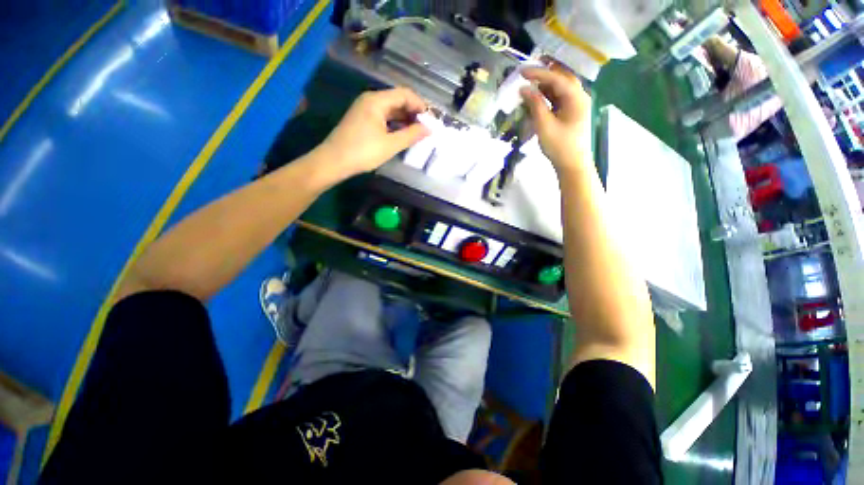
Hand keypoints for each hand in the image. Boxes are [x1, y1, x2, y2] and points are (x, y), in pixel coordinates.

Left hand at [318, 87, 429, 177]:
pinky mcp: (362, 120)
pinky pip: (383, 117)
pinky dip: (394, 124)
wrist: (333, 161)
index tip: (430, 120)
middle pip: (397, 100)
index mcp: (377, 101)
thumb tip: (429, 129)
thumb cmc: (363, 152)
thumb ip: (411, 135)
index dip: (420, 105)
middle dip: (413, 113)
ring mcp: (364, 110)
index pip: (405, 94)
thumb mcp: (390, 145)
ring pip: (390, 110)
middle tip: (425, 128)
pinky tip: (401, 135)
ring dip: (404, 119)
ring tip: (416, 133)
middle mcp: (370, 100)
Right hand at [519, 68, 592, 172]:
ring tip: (529, 81)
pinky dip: (547, 95)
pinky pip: (559, 98)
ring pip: (560, 88)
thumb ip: (535, 105)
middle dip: (545, 72)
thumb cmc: (559, 146)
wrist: (572, 165)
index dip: (538, 73)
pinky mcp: (570, 114)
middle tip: (527, 71)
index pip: (556, 78)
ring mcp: (575, 105)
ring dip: (545, 84)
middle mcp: (578, 97)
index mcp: (576, 98)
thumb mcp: (545, 125)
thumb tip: (524, 89)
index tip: (521, 71)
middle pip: (562, 78)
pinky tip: (537, 96)